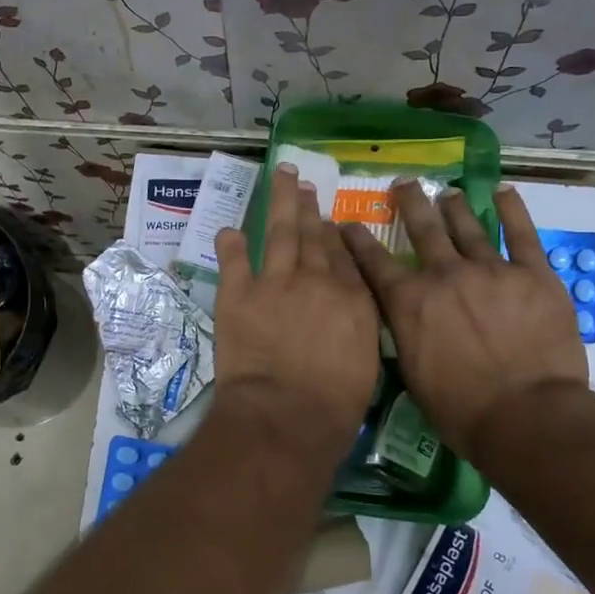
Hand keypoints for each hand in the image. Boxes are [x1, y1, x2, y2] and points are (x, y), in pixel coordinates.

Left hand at [212, 165, 380, 448]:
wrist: (286, 415)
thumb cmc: (334, 406)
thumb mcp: (365, 364)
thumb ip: (357, 327)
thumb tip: (348, 309)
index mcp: (352, 299)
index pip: (344, 256)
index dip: (334, 234)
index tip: (329, 219)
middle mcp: (316, 280)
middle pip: (313, 235)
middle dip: (309, 208)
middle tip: (305, 184)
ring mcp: (275, 283)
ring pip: (279, 233)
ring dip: (280, 203)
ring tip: (282, 178)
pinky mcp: (238, 294)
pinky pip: (233, 260)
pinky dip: (230, 243)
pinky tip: (229, 229)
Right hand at [341, 181, 588, 453]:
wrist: (526, 416)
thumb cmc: (461, 409)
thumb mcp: (411, 372)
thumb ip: (402, 332)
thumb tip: (398, 313)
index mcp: (410, 301)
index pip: (374, 261)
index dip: (357, 239)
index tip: (347, 222)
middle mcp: (444, 275)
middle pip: (423, 229)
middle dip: (410, 202)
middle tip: (404, 183)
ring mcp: (491, 271)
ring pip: (467, 227)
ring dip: (454, 206)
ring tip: (448, 193)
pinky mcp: (533, 276)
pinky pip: (522, 235)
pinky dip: (512, 211)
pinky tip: (504, 192)